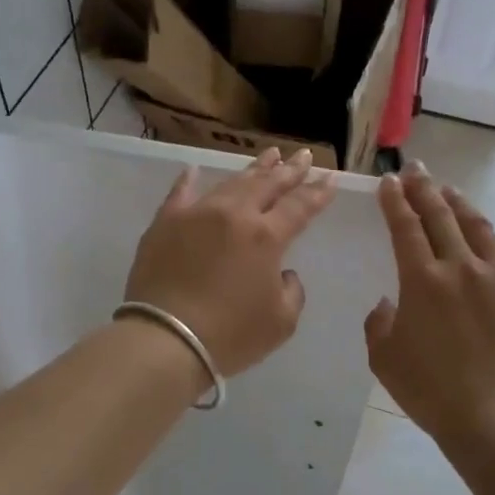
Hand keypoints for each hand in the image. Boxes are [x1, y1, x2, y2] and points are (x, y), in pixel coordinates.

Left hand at [124, 148, 336, 377]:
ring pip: (231, 183)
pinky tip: (195, 170)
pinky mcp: (165, 223)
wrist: (165, 340)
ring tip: (269, 155)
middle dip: (289, 169)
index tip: (330, 178)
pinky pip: (180, 193)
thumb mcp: (281, 321)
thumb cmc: (230, 336)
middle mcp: (234, 214)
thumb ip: (291, 290)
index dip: (317, 192)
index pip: (299, 206)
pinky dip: (189, 180)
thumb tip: (281, 272)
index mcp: (266, 236)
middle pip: (267, 184)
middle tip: (303, 155)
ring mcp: (196, 214)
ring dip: (253, 169)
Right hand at [365, 163, 494, 446]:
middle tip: (416, 170)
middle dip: (425, 188)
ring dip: (459, 204)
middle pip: (441, 216)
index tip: (389, 182)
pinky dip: (493, 237)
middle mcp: (460, 267)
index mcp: (422, 280)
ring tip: (448, 191)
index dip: (395, 201)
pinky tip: (487, 234)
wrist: (493, 416)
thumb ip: (379, 322)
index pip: (405, 226)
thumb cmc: (429, 390)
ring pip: (477, 226)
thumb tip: (391, 304)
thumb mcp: (383, 357)